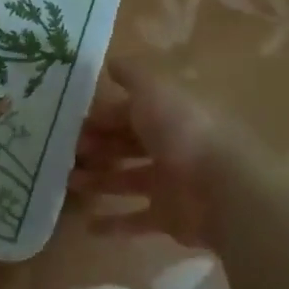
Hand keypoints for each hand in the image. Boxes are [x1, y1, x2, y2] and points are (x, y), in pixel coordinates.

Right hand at [73, 57, 288, 251]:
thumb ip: (133, 75)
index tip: (70, 123)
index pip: (129, 112)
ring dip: (98, 181)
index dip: (101, 116)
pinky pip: (137, 220)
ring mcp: (171, 184)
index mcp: (170, 114)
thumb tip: (112, 61)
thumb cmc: (184, 132)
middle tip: (65, 153)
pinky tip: (88, 226)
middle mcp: (171, 146)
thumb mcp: (155, 90)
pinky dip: (114, 224)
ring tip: (68, 182)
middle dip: (96, 147)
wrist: (223, 189)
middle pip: (127, 145)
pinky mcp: (169, 218)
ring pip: (127, 180)